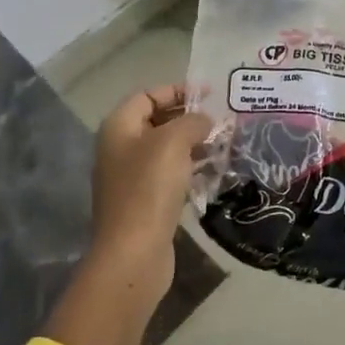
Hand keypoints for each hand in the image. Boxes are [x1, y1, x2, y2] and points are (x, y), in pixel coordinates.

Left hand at [91, 84, 212, 285]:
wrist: (134, 253)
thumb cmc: (150, 188)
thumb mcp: (174, 142)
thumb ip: (192, 121)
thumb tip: (204, 121)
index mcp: (119, 128)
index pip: (148, 95)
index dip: (179, 90)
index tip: (211, 95)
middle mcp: (120, 149)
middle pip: (158, 121)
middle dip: (190, 119)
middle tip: (221, 122)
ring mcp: (130, 178)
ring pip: (167, 150)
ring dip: (195, 145)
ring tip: (225, 146)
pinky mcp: (144, 203)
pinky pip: (170, 176)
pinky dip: (191, 170)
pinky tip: (214, 174)